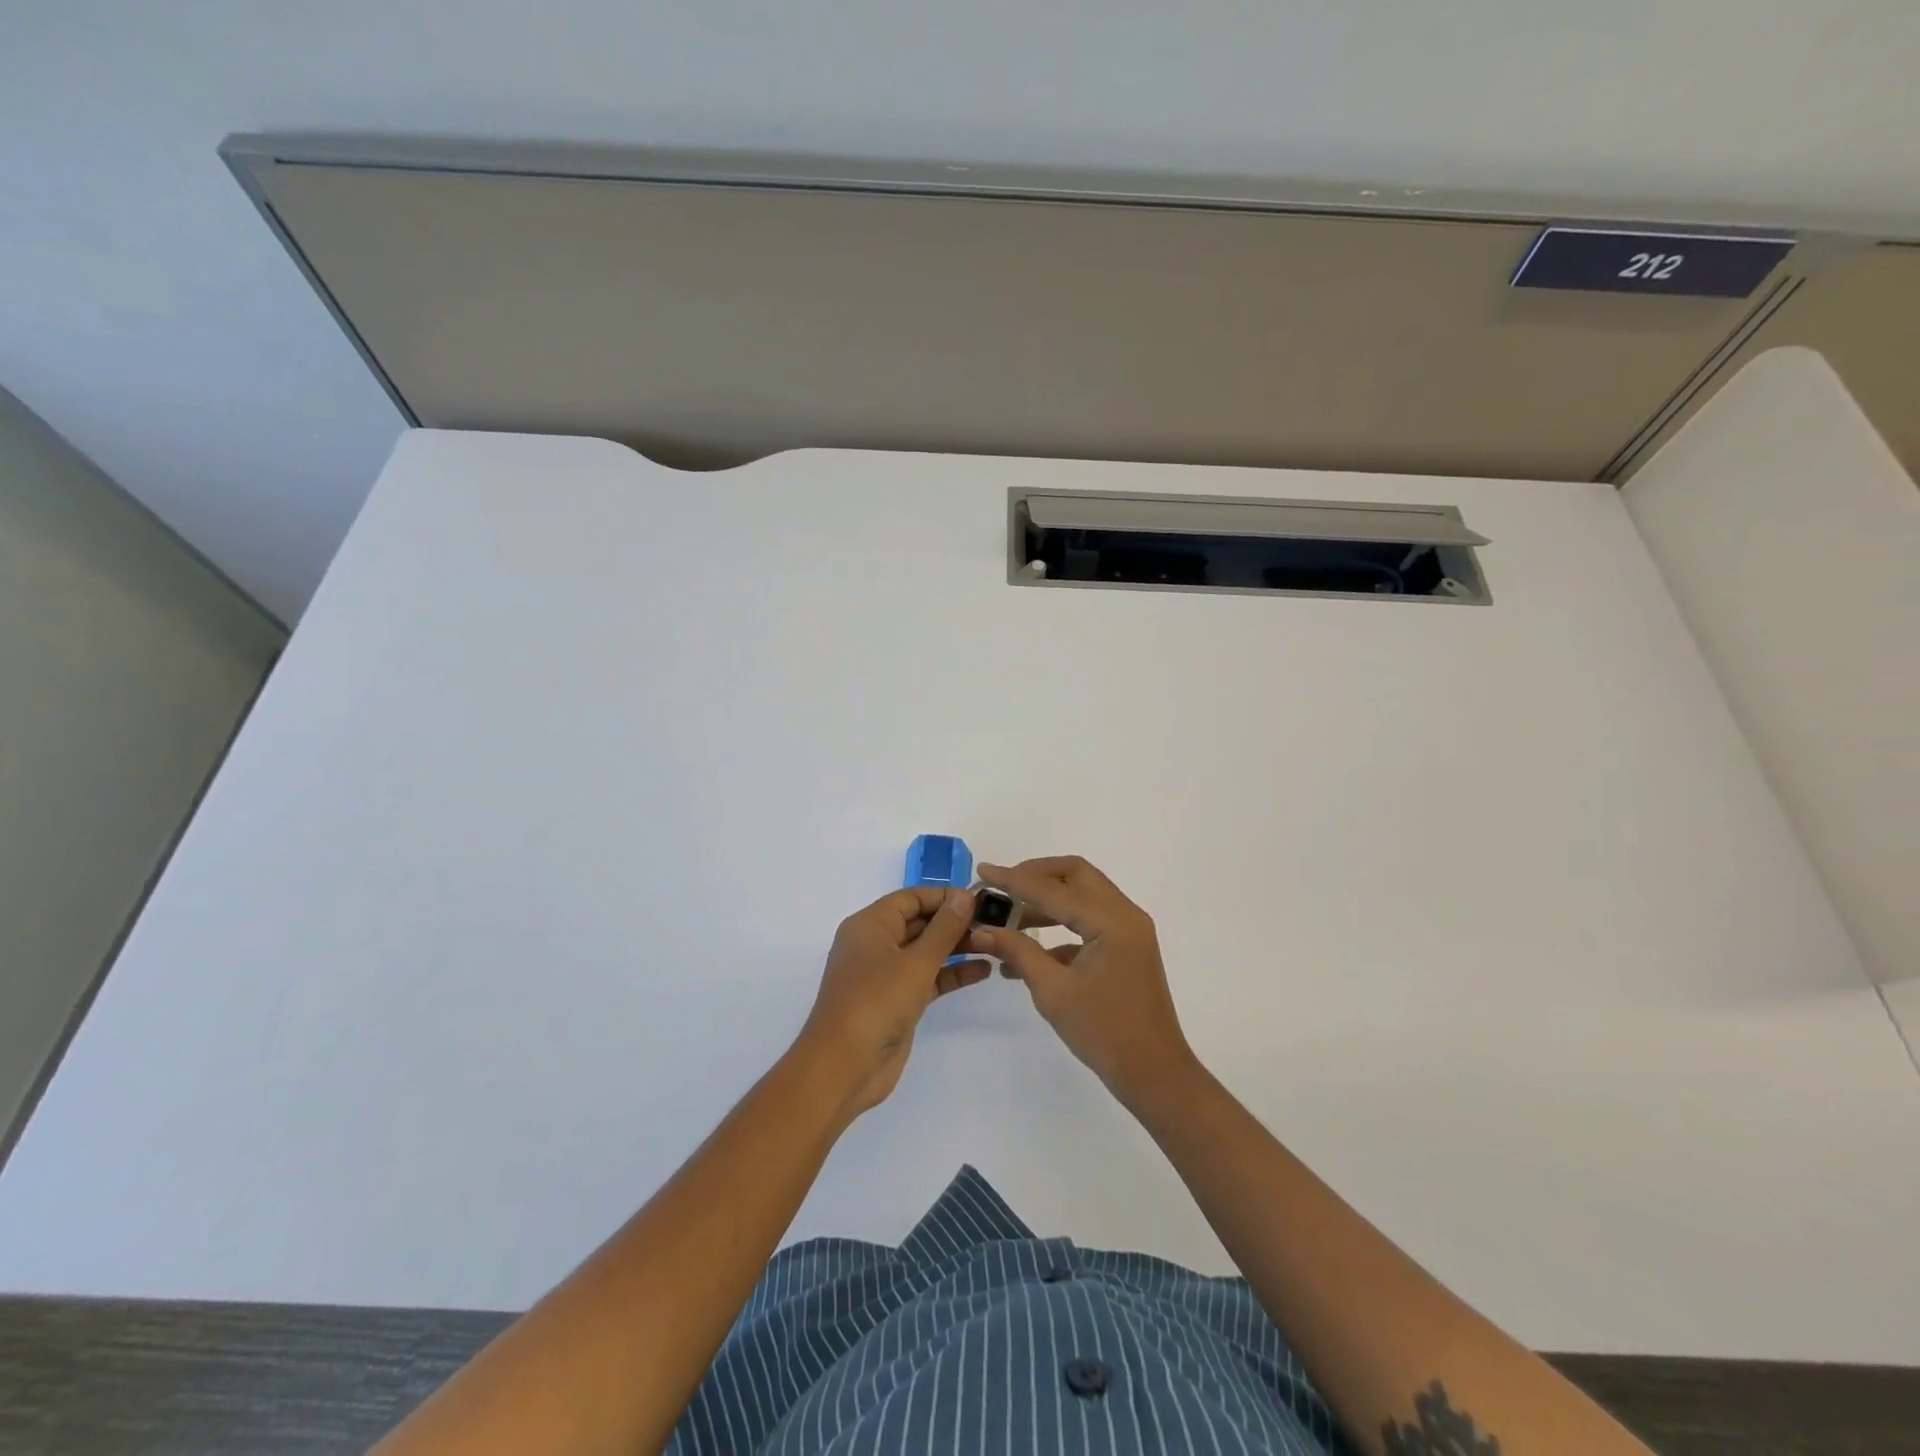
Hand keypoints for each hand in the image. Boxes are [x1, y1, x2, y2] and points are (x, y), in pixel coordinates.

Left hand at [797, 886, 987, 1118]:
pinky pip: (928, 977)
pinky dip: (952, 973)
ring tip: (995, 943)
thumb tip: (965, 895)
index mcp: (870, 925)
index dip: (945, 896)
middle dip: (954, 921)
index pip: (911, 898)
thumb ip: (944, 928)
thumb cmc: (875, 1002)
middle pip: (920, 922)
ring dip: (957, 946)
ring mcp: (886, 974)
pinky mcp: (898, 1001)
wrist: (845, 1067)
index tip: (980, 899)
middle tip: (995, 922)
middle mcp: (876, 944)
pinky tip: (983, 970)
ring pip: (926, 950)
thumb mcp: (915, 962)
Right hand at [968, 857, 1197, 1104]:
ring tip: (1009, 918)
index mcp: (1111, 921)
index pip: (1054, 889)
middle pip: (1075, 875)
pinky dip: (1061, 925)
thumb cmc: (1103, 1032)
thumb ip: (1017, 951)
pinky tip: (1029, 951)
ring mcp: (1129, 930)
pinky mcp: (1127, 947)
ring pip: (1083, 895)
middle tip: (1003, 886)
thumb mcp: (1052, 991)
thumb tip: (981, 930)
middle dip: (1036, 875)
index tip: (983, 871)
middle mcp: (1125, 914)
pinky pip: (1090, 920)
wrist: (1153, 1074)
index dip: (1014, 879)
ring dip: (1047, 900)